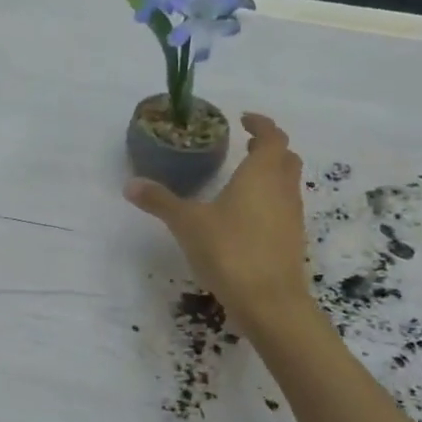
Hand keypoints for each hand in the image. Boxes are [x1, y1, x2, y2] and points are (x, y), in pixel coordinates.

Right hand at [125, 112, 317, 328]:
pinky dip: (269, 200)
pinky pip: (283, 208)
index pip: (271, 136)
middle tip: (245, 146)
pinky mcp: (291, 241)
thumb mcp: (187, 223)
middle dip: (268, 148)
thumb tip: (130, 184)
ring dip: (271, 174)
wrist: (269, 302)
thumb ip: (160, 201)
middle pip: (285, 158)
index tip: (244, 119)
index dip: (261, 124)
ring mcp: (291, 217)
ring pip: (287, 184)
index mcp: (261, 174)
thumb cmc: (229, 250)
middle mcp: (282, 189)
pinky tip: (245, 216)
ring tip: (243, 179)